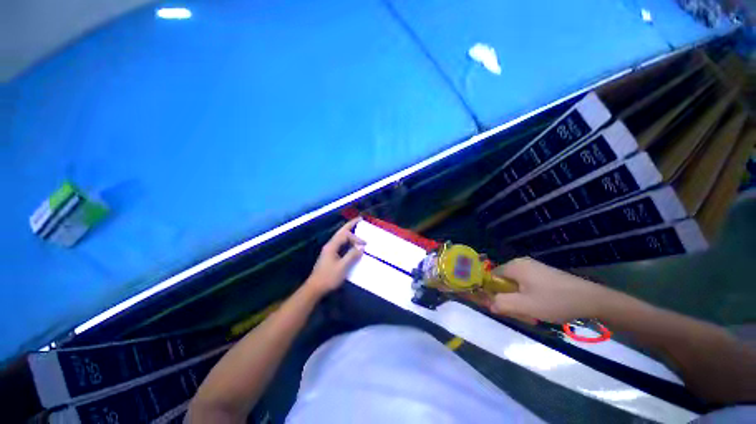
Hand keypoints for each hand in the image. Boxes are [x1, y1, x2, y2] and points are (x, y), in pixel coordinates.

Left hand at [305, 218, 364, 295]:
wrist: (315, 288)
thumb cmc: (328, 277)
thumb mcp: (342, 267)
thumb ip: (352, 255)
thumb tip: (361, 247)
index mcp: (332, 246)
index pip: (345, 235)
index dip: (356, 238)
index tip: (365, 245)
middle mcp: (330, 245)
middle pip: (341, 232)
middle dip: (351, 225)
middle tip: (360, 219)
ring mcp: (329, 250)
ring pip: (340, 237)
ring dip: (349, 232)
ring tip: (357, 228)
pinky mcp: (330, 256)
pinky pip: (341, 244)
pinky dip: (347, 240)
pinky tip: (352, 243)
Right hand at [489, 257, 612, 323]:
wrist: (592, 300)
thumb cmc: (555, 301)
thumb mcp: (525, 306)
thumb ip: (501, 303)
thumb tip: (488, 304)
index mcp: (514, 266)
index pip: (491, 276)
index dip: (492, 292)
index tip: (501, 307)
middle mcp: (521, 263)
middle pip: (504, 282)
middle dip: (509, 299)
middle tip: (521, 314)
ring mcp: (533, 268)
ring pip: (516, 286)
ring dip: (519, 301)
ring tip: (532, 314)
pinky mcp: (543, 274)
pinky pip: (527, 285)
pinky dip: (529, 297)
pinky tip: (540, 308)